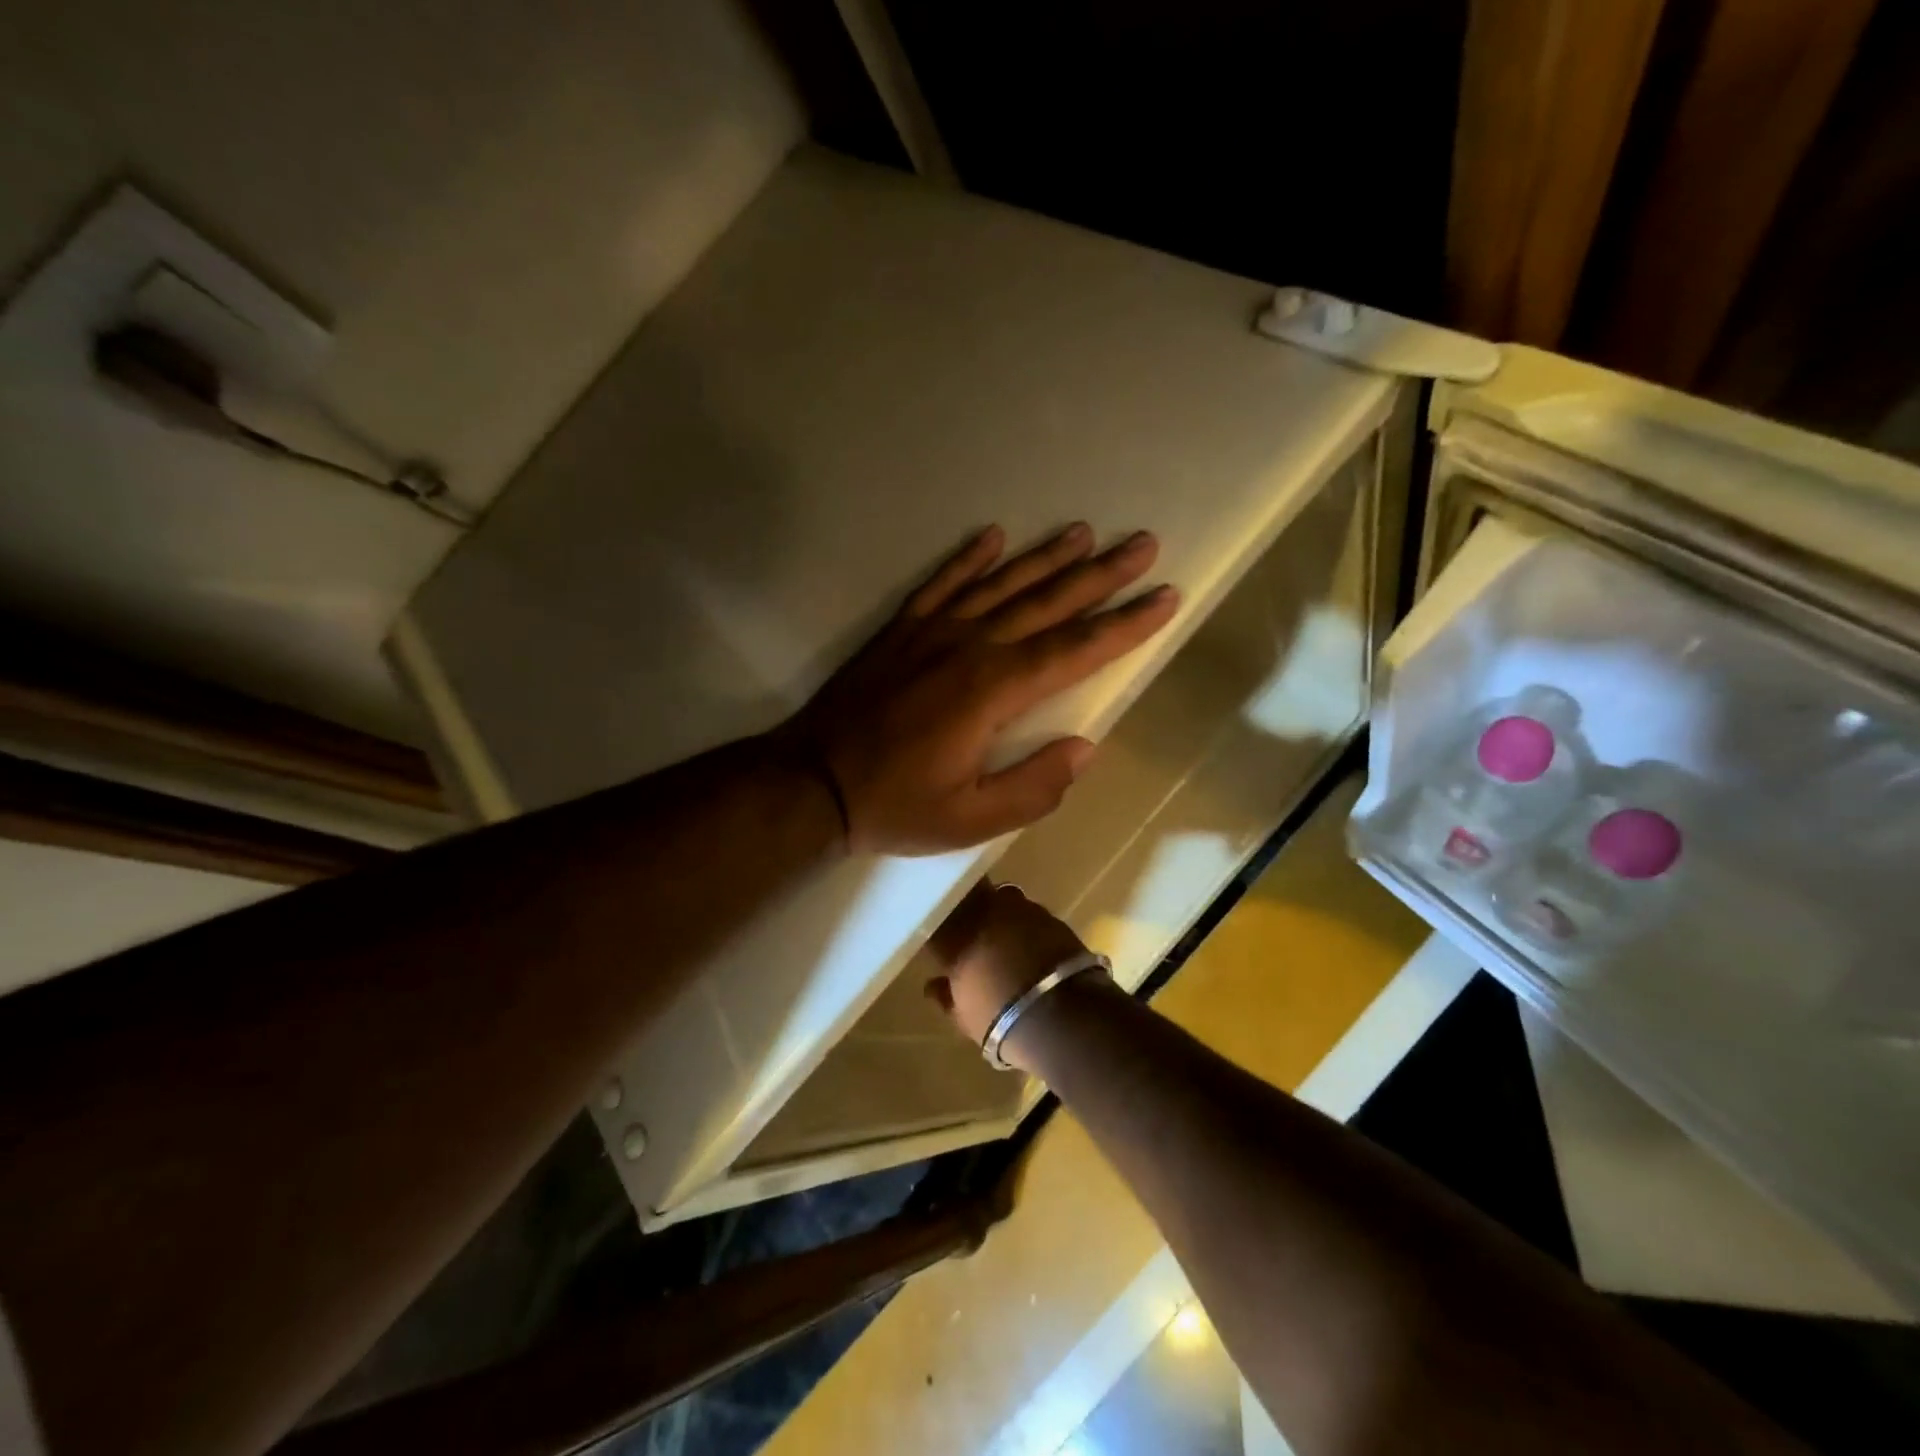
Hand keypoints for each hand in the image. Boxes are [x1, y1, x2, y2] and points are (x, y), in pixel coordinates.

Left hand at [780, 523, 1177, 854]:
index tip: (1165, 597)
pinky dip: (967, 558)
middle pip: (1046, 603)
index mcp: (993, 691)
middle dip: (1100, 575)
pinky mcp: (900, 630)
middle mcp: (969, 647)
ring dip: (1044, 558)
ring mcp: (931, 632)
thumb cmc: (895, 806)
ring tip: (1083, 533)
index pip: (1074, 650)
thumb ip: (1034, 786)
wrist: (811, 782)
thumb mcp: (971, 819)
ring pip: (1000, 584)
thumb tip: (1085, 748)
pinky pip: (941, 582)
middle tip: (1142, 543)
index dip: (1124, 625)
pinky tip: (991, 536)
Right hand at [924, 881, 1099, 1069]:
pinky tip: (1031, 942)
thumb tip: (932, 985)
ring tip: (1005, 935)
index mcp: (956, 936)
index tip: (938, 936)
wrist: (1062, 1017)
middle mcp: (986, 912)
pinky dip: (1027, 923)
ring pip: (1002, 897)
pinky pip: (1030, 911)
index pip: (937, 918)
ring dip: (1000, 912)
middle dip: (969, 909)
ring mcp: (1021, 909)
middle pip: (970, 896)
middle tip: (971, 929)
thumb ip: (945, 996)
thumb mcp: (965, 1017)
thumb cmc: (1002, 1022)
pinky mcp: (1051, 916)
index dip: (938, 926)